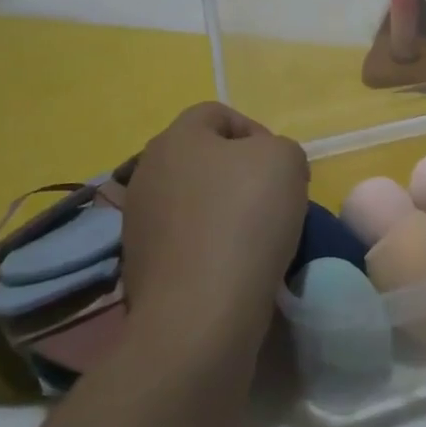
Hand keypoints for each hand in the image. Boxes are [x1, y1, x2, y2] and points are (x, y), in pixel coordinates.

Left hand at [120, 103, 309, 345]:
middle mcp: (147, 173)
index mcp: (174, 138)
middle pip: (203, 158)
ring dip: (225, 210)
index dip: (256, 131)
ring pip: (195, 200)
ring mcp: (139, 222)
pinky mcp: (141, 266)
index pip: (217, 113)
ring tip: (258, 237)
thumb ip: (280, 148)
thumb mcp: (286, 159)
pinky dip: (211, 246)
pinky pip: (187, 240)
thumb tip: (266, 169)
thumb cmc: (244, 218)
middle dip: (240, 173)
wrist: (201, 313)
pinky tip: (235, 266)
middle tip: (274, 199)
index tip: (281, 167)